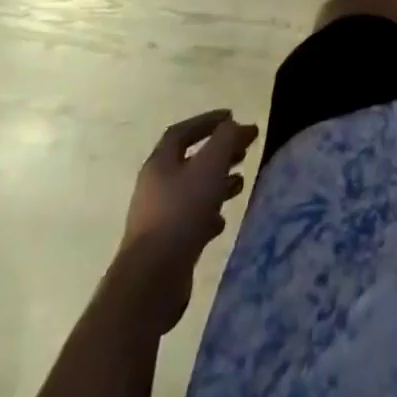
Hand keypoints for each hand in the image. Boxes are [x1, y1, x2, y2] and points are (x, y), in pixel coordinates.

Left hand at [120, 110, 257, 333]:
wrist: (152, 279)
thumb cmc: (182, 212)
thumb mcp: (210, 166)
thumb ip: (227, 139)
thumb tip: (239, 125)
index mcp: (160, 163)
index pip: (182, 132)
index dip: (207, 121)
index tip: (232, 117)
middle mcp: (155, 186)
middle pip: (189, 160)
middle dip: (218, 153)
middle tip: (243, 151)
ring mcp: (158, 216)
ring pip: (192, 190)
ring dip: (217, 183)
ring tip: (240, 183)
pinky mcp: (165, 243)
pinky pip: (190, 219)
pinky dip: (209, 213)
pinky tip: (222, 220)